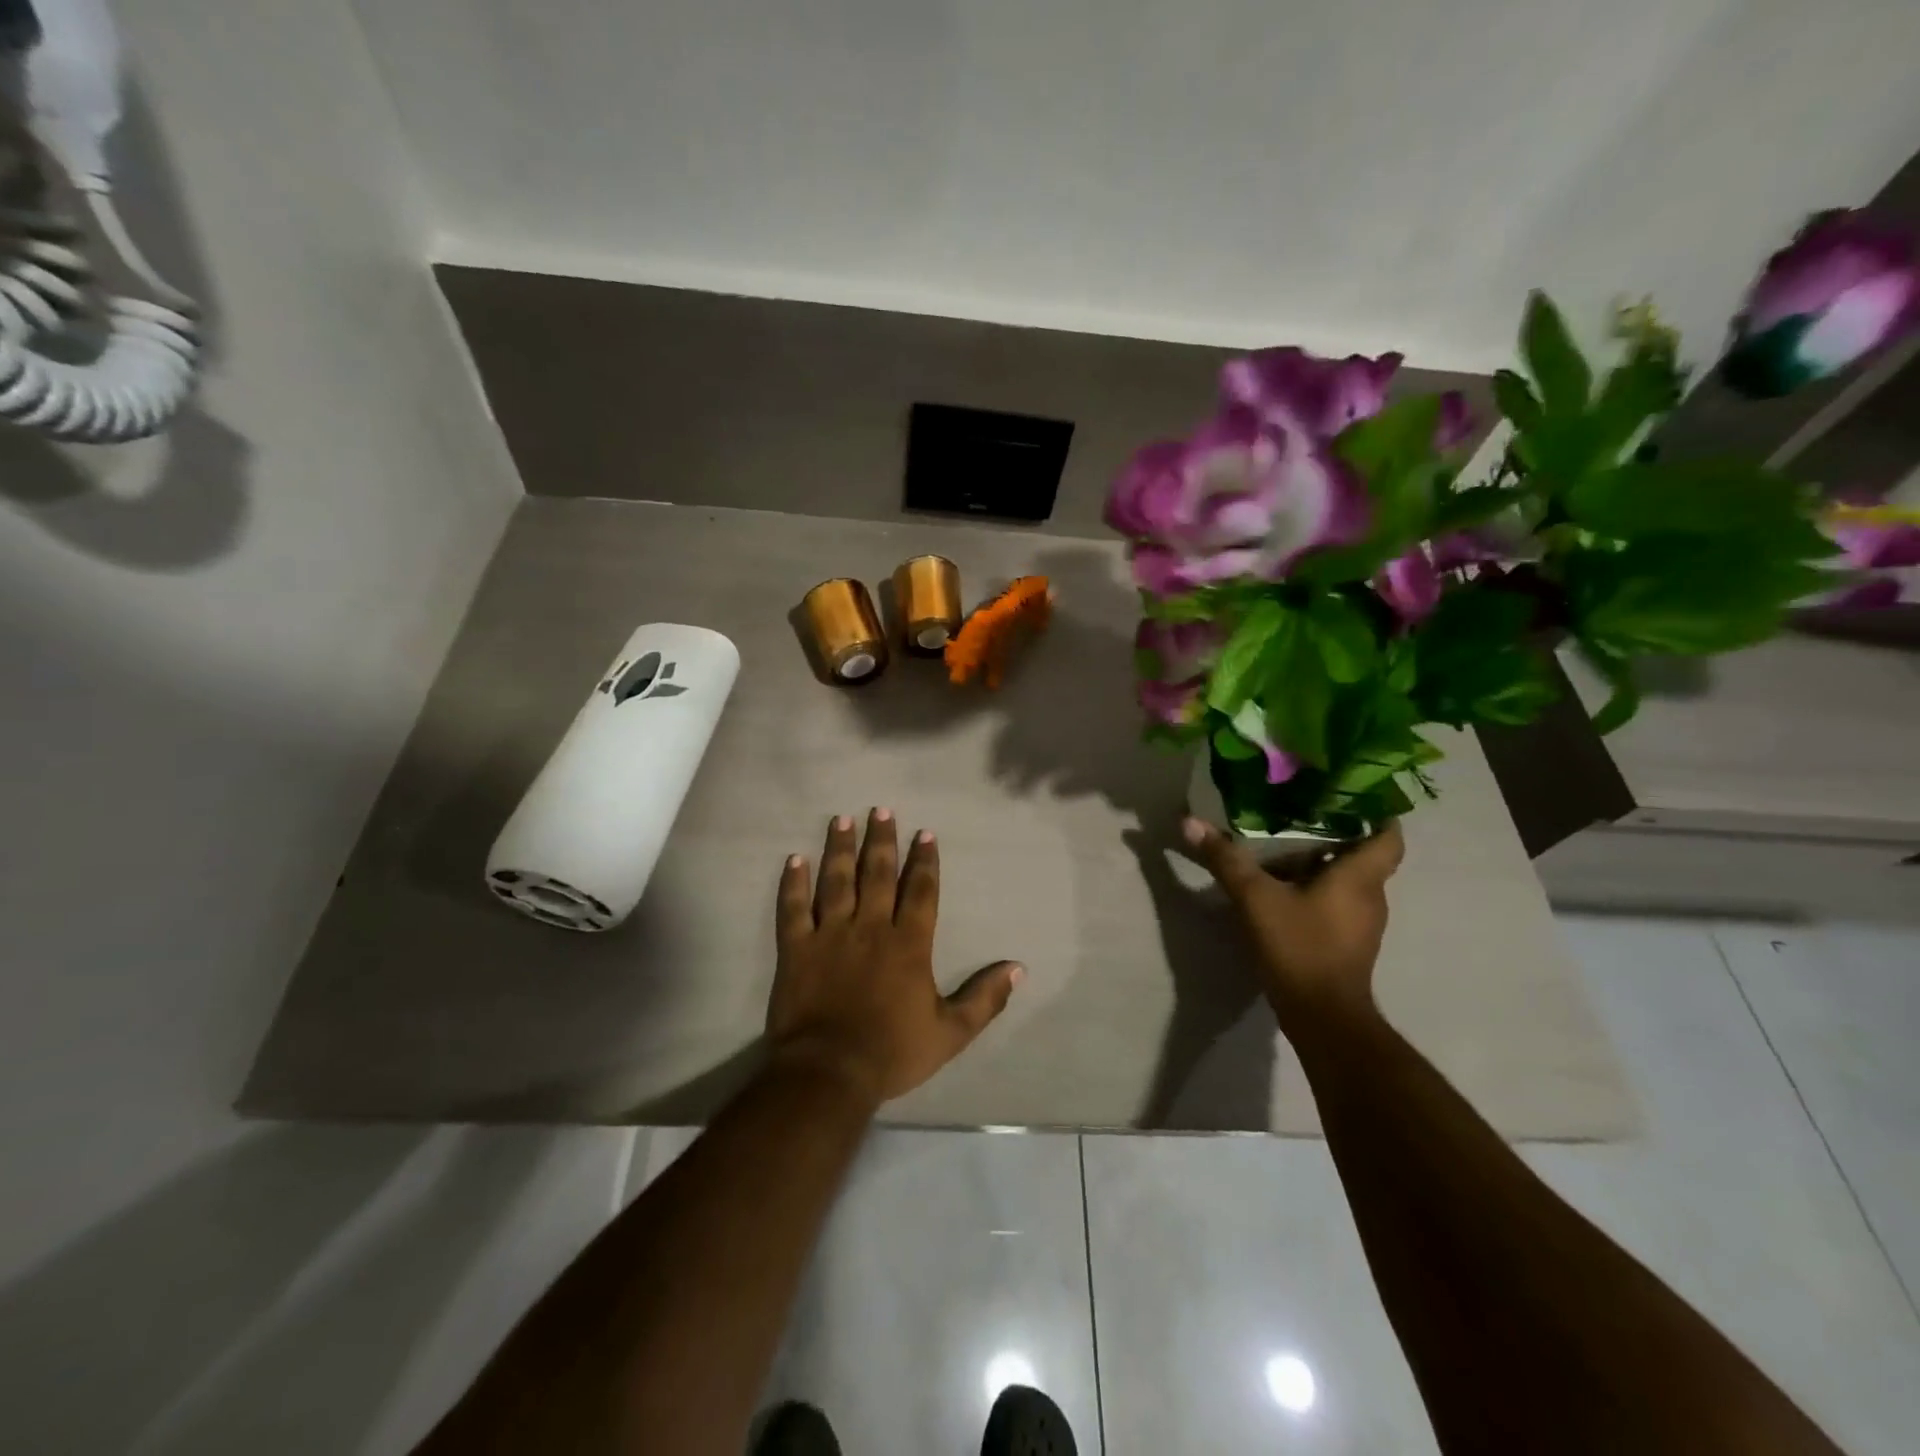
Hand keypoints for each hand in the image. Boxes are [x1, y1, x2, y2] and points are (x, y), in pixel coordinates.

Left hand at [767, 809, 1023, 1106]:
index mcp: (909, 944)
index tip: (925, 833)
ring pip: (836, 881)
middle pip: (878, 874)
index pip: (921, 891)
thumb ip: (985, 998)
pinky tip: (794, 859)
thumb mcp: (951, 1033)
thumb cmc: (892, 1052)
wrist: (829, 1072)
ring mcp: (830, 935)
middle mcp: (871, 927)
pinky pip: (793, 908)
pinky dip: (793, 883)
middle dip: (882, 840)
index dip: (924, 861)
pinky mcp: (796, 949)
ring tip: (842, 819)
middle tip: (881, 810)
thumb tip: (1019, 969)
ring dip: (840, 849)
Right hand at [1182, 816, 1404, 1029]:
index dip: (1376, 812)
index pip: (1389, 835)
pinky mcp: (1348, 942)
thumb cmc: (1300, 946)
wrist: (1322, 1016)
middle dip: (1335, 832)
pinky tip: (1284, 885)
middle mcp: (1371, 895)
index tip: (1349, 793)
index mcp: (1360, 876)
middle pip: (1363, 854)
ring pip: (1349, 879)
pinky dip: (1317, 888)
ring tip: (1286, 842)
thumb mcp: (1255, 898)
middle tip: (1299, 809)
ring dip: (1323, 862)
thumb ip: (1225, 859)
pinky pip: (1337, 902)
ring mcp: (1362, 922)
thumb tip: (1190, 822)